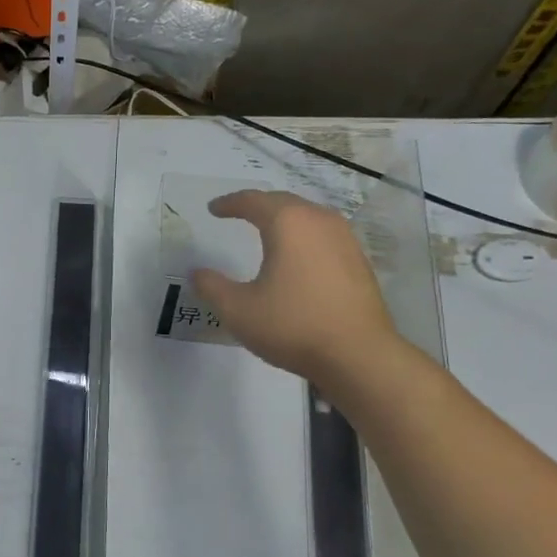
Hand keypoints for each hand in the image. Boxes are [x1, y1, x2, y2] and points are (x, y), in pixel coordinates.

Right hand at [192, 191, 403, 392]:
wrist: (358, 355)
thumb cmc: (293, 326)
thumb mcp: (238, 310)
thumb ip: (212, 287)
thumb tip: (198, 273)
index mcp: (288, 223)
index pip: (253, 201)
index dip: (229, 203)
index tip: (213, 209)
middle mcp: (319, 221)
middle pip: (283, 202)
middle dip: (258, 205)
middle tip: (238, 213)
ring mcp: (344, 239)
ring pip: (307, 216)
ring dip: (284, 218)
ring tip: (267, 230)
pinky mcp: (358, 260)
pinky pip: (323, 235)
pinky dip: (303, 236)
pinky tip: (297, 256)